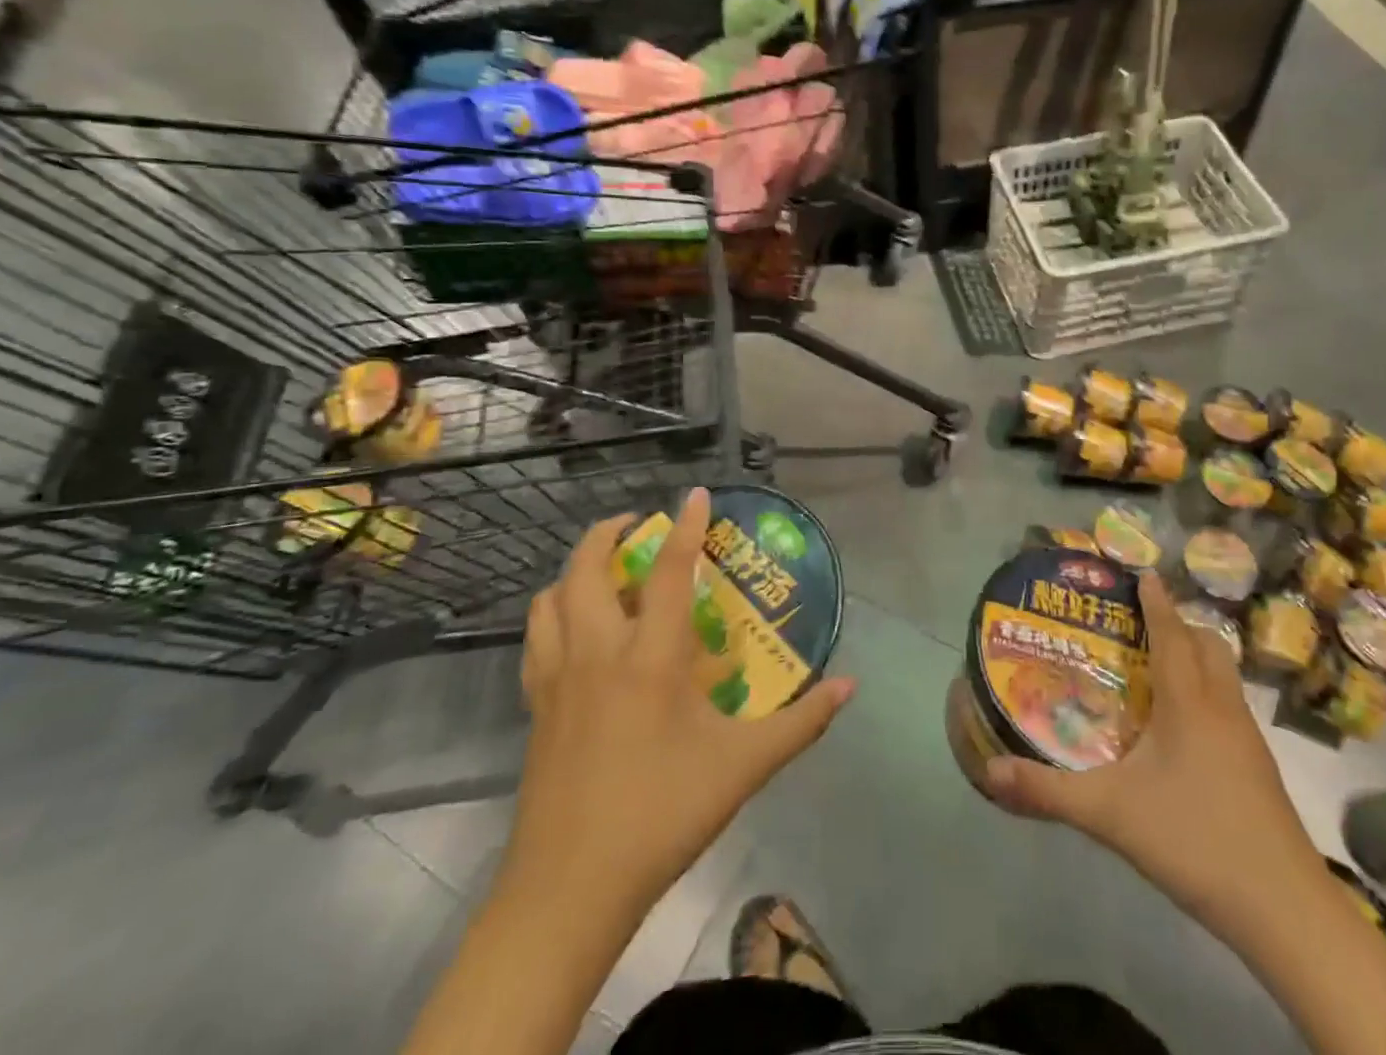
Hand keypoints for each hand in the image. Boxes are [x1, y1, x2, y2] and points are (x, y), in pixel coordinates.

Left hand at [502, 487, 854, 921]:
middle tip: (639, 525)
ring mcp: (557, 678)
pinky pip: (536, 638)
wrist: (569, 890)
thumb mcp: (745, 767)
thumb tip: (850, 685)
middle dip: (608, 533)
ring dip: (574, 570)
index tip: (696, 494)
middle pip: (586, 568)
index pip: (671, 572)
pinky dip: (554, 612)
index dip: (686, 526)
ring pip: (550, 599)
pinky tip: (576, 629)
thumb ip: (802, 722)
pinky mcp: (535, 707)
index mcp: (650, 658)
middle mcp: (598, 652)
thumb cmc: (662, 815)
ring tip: (604, 569)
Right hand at [984, 574, 1324, 942]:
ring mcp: (1248, 740)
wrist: (1285, 910)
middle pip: (1208, 645)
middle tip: (1142, 624)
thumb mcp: (1110, 815)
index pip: (1172, 633)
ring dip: (1197, 657)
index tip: (1144, 572)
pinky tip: (1184, 728)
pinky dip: (1207, 693)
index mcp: (1190, 702)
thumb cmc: (1195, 840)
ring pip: (1224, 676)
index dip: (1157, 601)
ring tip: (1158, 668)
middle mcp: (1223, 708)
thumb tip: (991, 772)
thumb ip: (1049, 792)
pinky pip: (1231, 707)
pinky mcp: (1259, 769)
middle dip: (1179, 624)